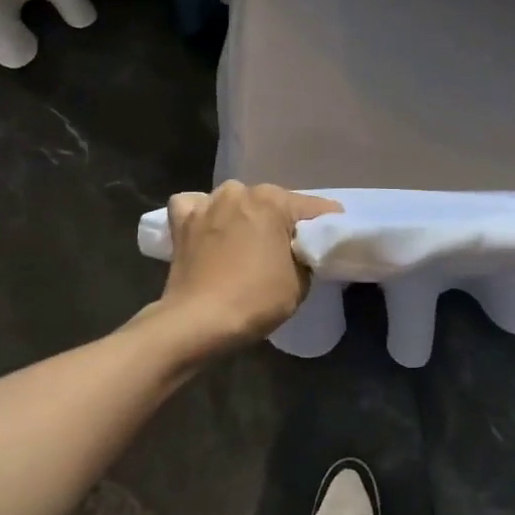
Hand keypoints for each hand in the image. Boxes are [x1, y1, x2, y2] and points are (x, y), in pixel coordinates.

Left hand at [157, 182, 342, 352]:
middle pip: (272, 202)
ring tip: (245, 241)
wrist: (197, 323)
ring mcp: (207, 204)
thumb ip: (306, 255)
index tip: (333, 238)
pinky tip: (208, 229)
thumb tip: (301, 250)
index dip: (327, 224)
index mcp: (273, 200)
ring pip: (234, 201)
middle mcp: (240, 191)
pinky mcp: (181, 221)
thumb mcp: (300, 282)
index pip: (314, 207)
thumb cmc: (255, 300)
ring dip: (242, 215)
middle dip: (281, 221)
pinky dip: (203, 214)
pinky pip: (195, 206)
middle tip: (286, 249)